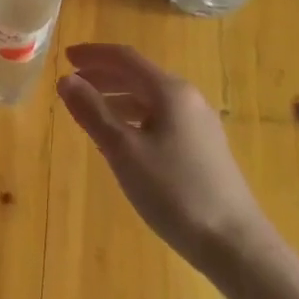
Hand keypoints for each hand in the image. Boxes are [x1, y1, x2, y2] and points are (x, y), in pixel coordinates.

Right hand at [57, 43, 271, 270]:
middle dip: (103, 76)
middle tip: (71, 84)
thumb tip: (65, 80)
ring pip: (150, 99)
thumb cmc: (174, 192)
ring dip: (116, 98)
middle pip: (138, 76)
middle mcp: (188, 98)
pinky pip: (161, 119)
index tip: (65, 56)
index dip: (93, 54)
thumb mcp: (124, 151)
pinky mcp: (204, 148)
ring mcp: (199, 124)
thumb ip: (92, 112)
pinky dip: (134, 118)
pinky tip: (121, 141)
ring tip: (89, 112)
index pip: (125, 58)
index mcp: (170, 91)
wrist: (234, 243)